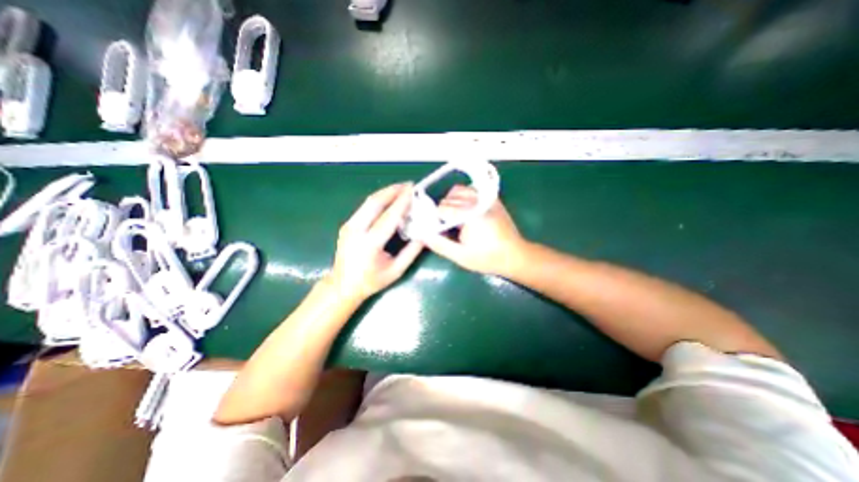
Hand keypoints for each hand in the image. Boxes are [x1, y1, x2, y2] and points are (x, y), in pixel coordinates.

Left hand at [328, 183, 424, 301]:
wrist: (342, 286)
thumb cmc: (371, 281)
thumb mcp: (396, 271)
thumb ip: (412, 251)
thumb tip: (424, 233)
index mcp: (370, 244)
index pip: (389, 217)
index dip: (402, 202)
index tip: (413, 190)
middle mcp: (356, 230)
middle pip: (375, 202)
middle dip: (393, 190)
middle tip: (409, 185)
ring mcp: (349, 226)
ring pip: (368, 202)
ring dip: (385, 193)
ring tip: (401, 189)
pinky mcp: (347, 225)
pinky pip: (364, 207)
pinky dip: (378, 200)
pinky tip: (388, 200)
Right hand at [422, 184, 526, 276]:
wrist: (515, 255)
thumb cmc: (487, 258)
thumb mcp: (460, 256)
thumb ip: (439, 244)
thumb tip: (421, 234)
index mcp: (469, 215)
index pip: (441, 209)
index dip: (435, 220)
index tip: (437, 230)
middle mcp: (477, 201)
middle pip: (448, 199)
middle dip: (442, 213)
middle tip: (446, 228)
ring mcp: (486, 197)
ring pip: (458, 191)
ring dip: (451, 202)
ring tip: (454, 217)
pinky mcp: (491, 198)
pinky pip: (471, 190)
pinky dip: (463, 196)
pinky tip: (465, 210)